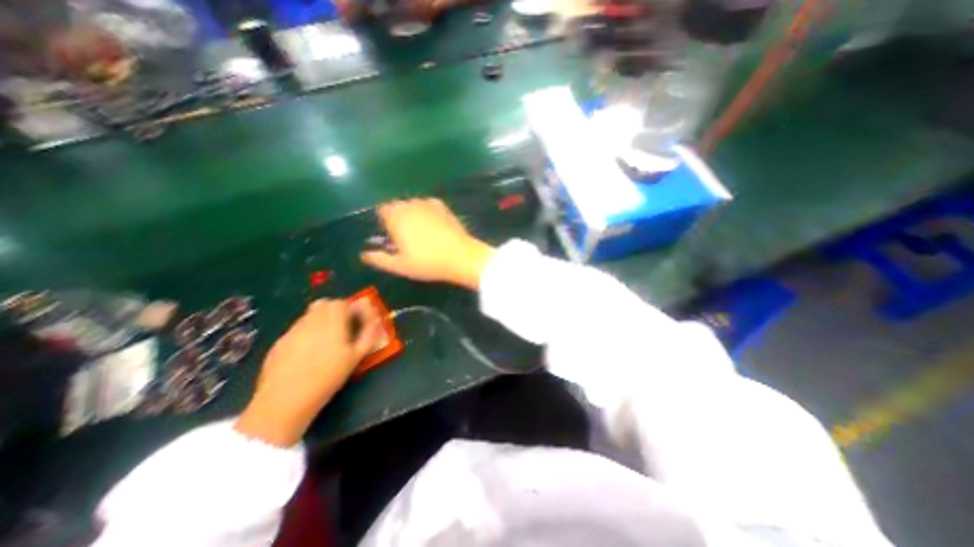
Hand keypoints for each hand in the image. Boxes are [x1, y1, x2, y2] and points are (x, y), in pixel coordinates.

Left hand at [235, 298, 380, 447]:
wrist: (285, 401)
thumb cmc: (328, 378)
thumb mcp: (356, 357)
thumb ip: (368, 333)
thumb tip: (375, 318)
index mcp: (332, 324)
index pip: (342, 303)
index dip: (352, 309)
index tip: (357, 320)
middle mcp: (310, 322)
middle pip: (325, 303)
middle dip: (336, 310)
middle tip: (343, 327)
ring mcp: (292, 331)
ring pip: (310, 314)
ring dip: (321, 319)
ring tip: (327, 339)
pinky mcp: (279, 341)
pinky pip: (298, 327)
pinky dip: (307, 331)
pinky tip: (309, 351)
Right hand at [360, 199, 494, 290]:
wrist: (461, 257)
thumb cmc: (428, 263)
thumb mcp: (400, 266)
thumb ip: (379, 259)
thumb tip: (364, 254)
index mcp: (395, 217)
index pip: (382, 210)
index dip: (384, 222)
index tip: (391, 237)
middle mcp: (409, 205)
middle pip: (397, 206)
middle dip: (398, 218)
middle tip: (406, 238)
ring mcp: (427, 203)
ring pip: (413, 205)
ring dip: (412, 214)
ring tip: (421, 233)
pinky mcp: (442, 206)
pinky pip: (428, 205)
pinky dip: (426, 212)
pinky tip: (433, 226)